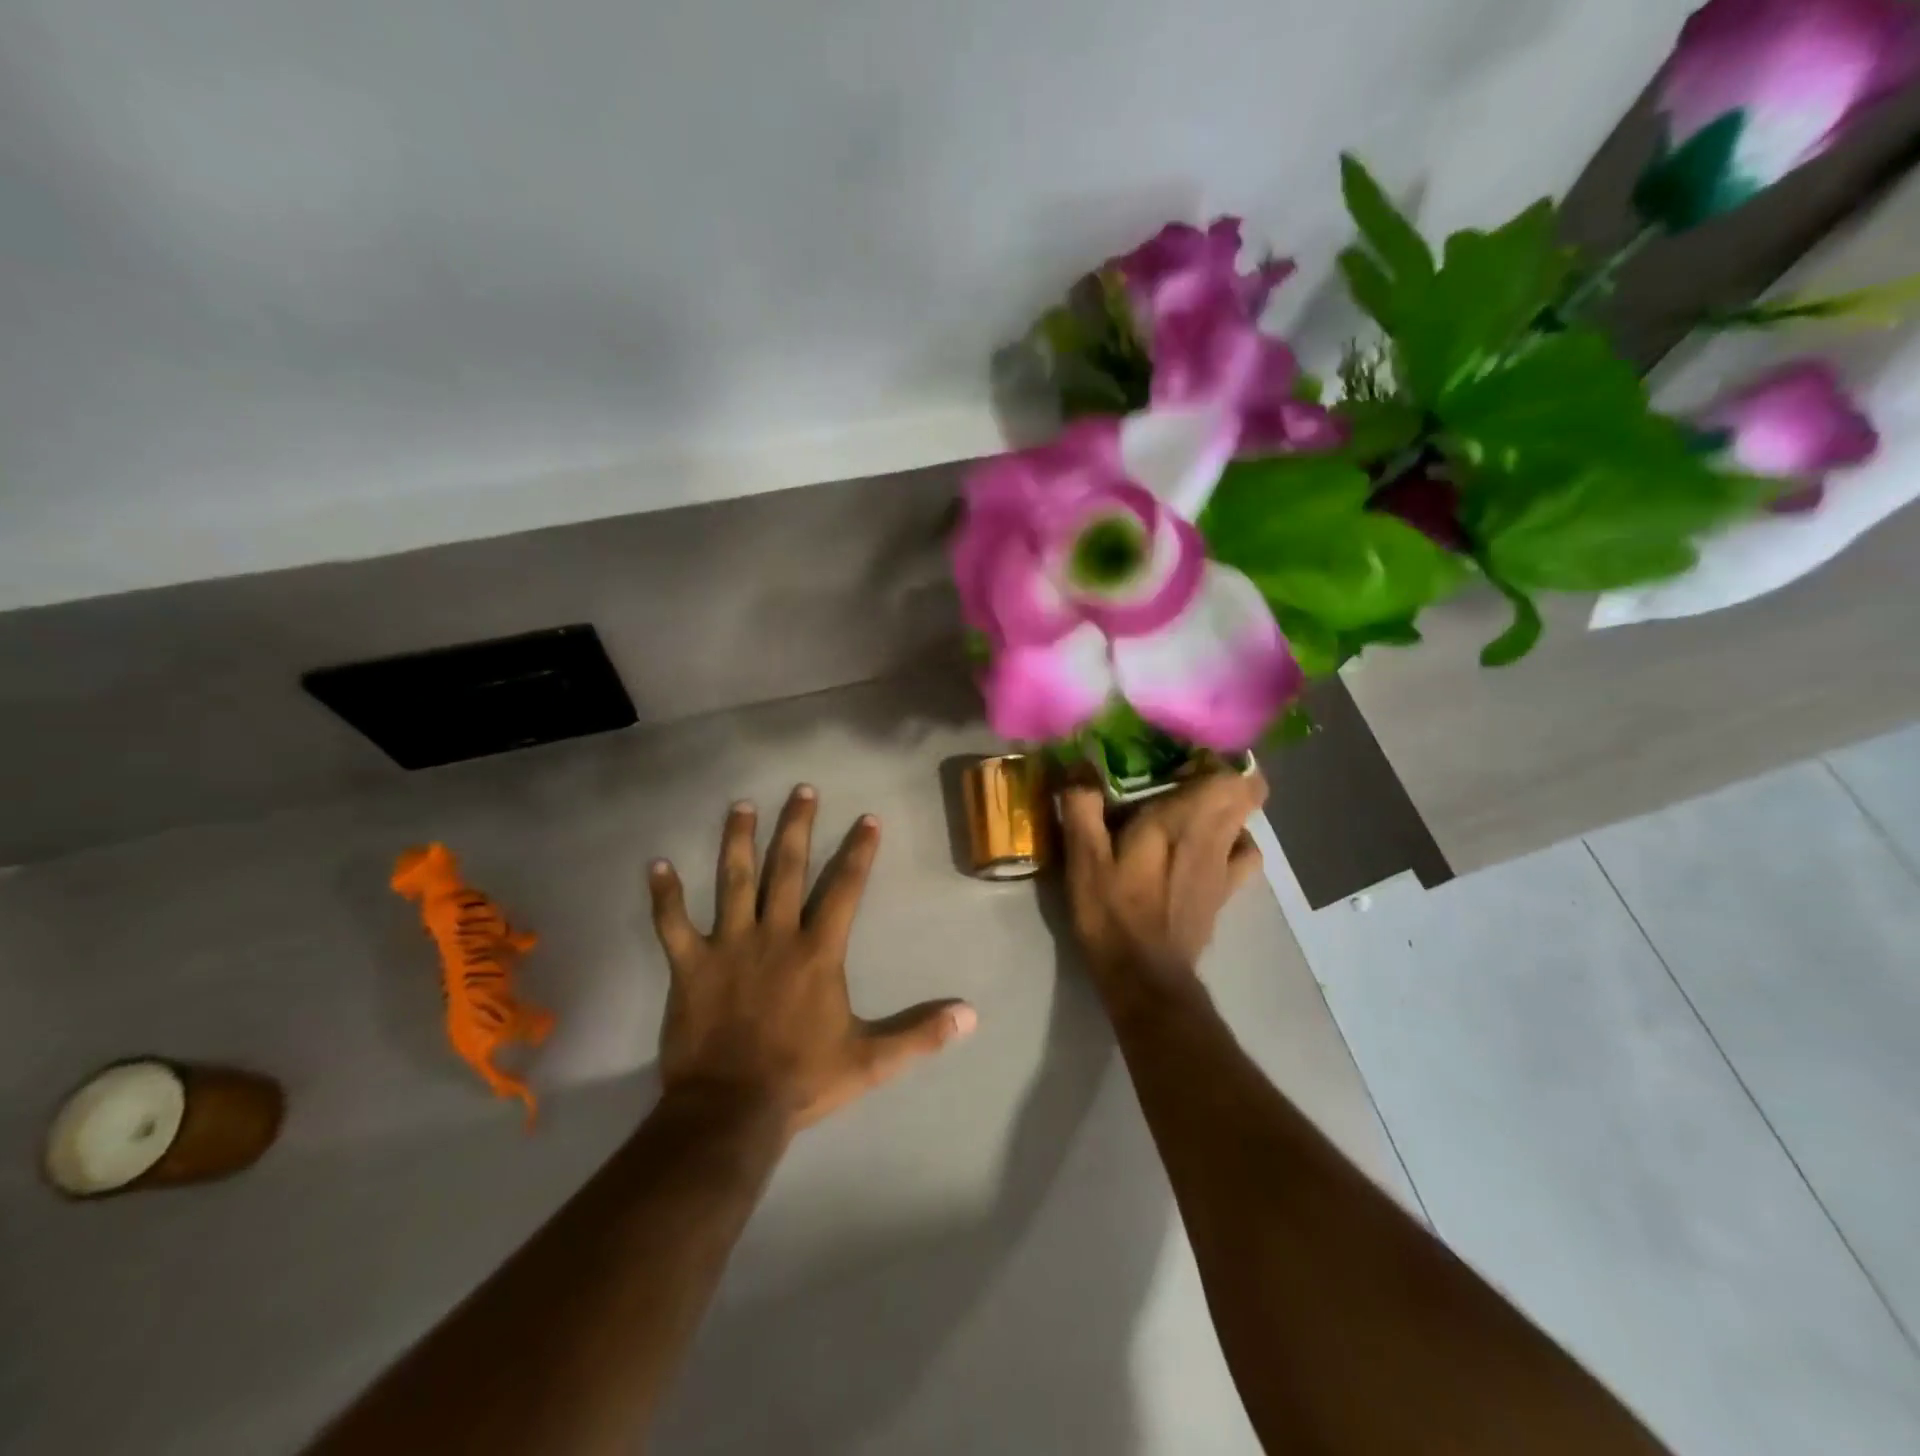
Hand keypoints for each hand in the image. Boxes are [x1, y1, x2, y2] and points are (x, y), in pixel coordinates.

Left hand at [647, 786, 976, 1133]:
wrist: (731, 1111)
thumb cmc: (802, 1080)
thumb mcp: (871, 1061)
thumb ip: (920, 1034)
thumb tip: (970, 1016)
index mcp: (818, 952)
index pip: (845, 889)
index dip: (859, 852)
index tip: (868, 818)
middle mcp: (775, 935)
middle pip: (787, 869)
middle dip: (797, 827)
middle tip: (802, 790)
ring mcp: (728, 946)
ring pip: (733, 881)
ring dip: (737, 841)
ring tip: (741, 806)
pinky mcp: (689, 966)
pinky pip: (672, 925)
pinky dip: (664, 896)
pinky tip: (655, 865)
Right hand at [1059, 771, 1268, 1008]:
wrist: (1145, 976)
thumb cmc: (1113, 912)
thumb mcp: (1084, 857)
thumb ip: (1082, 803)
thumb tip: (1079, 758)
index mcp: (1183, 819)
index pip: (1230, 772)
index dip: (1215, 756)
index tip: (1181, 754)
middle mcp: (1215, 835)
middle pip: (1248, 791)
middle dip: (1222, 774)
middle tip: (1180, 775)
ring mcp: (1226, 866)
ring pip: (1247, 820)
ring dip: (1227, 806)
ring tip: (1191, 806)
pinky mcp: (1227, 891)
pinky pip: (1244, 852)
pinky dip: (1233, 840)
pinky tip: (1205, 845)